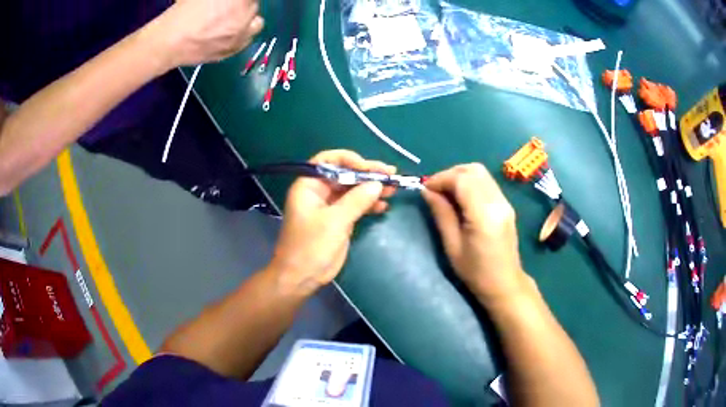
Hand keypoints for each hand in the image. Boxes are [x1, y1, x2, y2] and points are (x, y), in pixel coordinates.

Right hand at [144, 0, 263, 68]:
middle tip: (227, 6)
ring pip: (256, 23)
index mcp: (239, 0)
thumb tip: (224, 2)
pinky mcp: (233, 51)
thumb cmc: (183, 11)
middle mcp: (246, 15)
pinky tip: (226, 33)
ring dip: (247, 19)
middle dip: (243, 4)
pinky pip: (247, 40)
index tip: (231, 3)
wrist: (169, 43)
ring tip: (231, 19)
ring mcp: (242, 35)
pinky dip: (241, 34)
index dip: (240, 0)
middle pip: (254, 5)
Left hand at [269, 150, 395, 294]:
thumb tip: (377, 184)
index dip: (351, 160)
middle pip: (345, 174)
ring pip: (353, 190)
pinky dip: (369, 204)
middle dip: (367, 174)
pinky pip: (356, 205)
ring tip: (393, 189)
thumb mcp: (334, 222)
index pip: (329, 161)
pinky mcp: (339, 220)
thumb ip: (356, 200)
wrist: (301, 277)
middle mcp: (319, 191)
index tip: (372, 168)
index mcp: (309, 185)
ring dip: (372, 189)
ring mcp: (330, 206)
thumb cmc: (310, 247)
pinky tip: (383, 206)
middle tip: (391, 175)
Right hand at [422, 164, 526, 302]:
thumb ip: (441, 214)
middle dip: (450, 174)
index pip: (462, 179)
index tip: (425, 189)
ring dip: (460, 176)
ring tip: (446, 193)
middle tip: (435, 189)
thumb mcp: (452, 246)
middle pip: (474, 170)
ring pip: (481, 173)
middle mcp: (498, 202)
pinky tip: (460, 198)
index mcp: (484, 214)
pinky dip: (470, 183)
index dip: (441, 178)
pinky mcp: (506, 205)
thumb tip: (427, 191)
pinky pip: (487, 183)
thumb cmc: (475, 272)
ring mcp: (505, 202)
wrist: (504, 284)